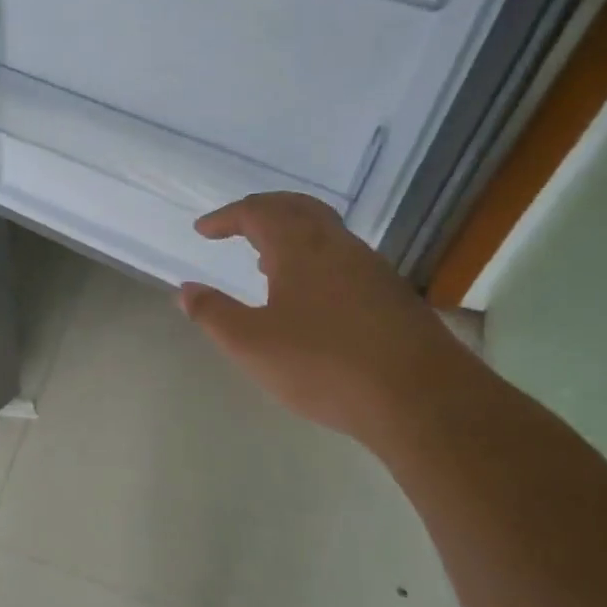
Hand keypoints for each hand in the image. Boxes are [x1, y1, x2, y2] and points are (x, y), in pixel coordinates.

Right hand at [178, 192, 468, 446]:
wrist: (421, 399)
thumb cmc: (323, 364)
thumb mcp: (251, 344)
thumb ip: (213, 314)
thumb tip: (185, 290)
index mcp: (300, 247)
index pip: (256, 212)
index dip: (226, 217)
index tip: (203, 230)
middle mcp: (338, 245)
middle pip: (296, 208)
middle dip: (262, 211)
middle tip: (237, 226)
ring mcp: (371, 268)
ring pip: (325, 233)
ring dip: (290, 236)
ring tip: (265, 263)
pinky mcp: (392, 295)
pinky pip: (343, 258)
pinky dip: (314, 259)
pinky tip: (308, 298)